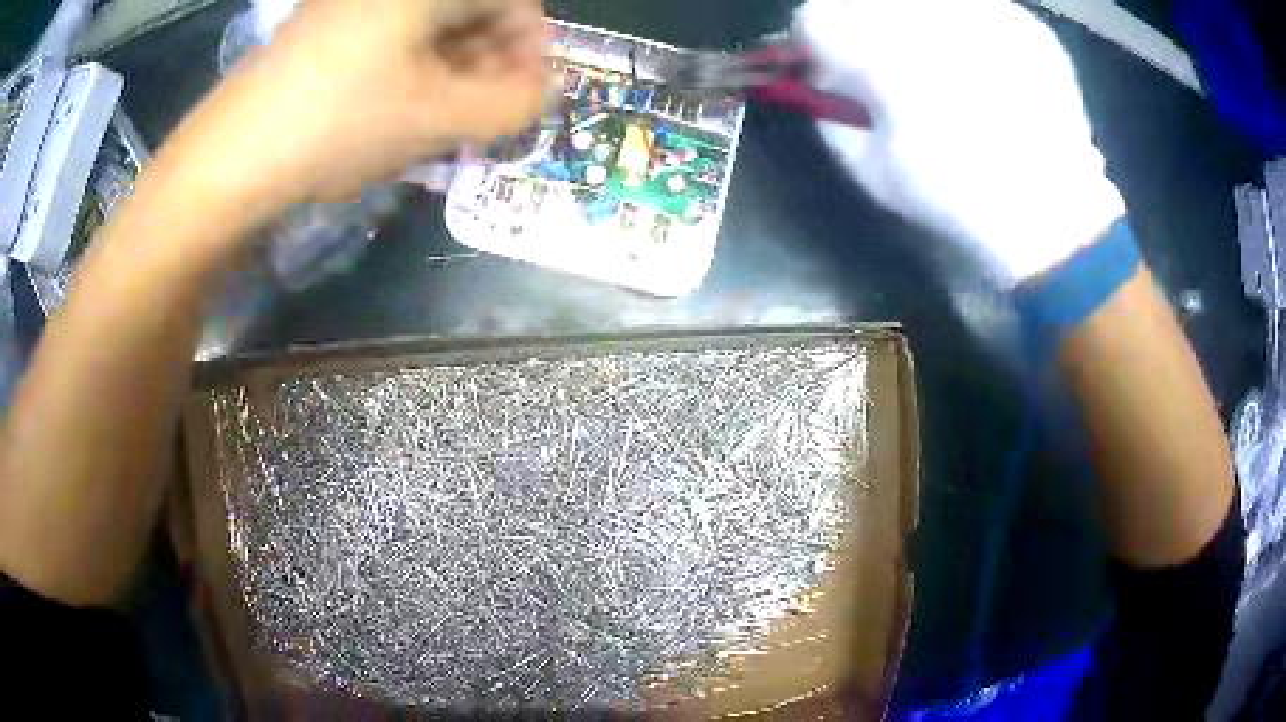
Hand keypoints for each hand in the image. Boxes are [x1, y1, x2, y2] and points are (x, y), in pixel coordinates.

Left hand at [159, 0, 548, 221]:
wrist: (225, 162)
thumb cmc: (335, 125)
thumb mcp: (436, 118)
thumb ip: (511, 105)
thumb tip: (543, 92)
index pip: (510, 1)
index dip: (531, 45)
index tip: (527, 93)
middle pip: (466, 15)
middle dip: (487, 64)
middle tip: (483, 118)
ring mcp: (346, 11)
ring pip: (425, 35)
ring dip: (447, 77)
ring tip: (440, 127)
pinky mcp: (319, 39)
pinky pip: (384, 50)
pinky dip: (405, 80)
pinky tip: (395, 120)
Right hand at [796, 0, 1125, 286]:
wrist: (1058, 217)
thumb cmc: (958, 200)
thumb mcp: (871, 169)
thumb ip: (832, 110)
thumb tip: (824, 74)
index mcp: (884, 54)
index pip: (815, 16)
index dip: (818, 44)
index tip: (835, 71)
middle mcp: (933, 17)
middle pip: (868, 0)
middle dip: (867, 27)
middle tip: (891, 69)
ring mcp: (986, 13)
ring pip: (926, 3)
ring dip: (920, 26)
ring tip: (947, 71)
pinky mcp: (1027, 24)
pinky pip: (977, 11)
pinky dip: (971, 32)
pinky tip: (990, 73)